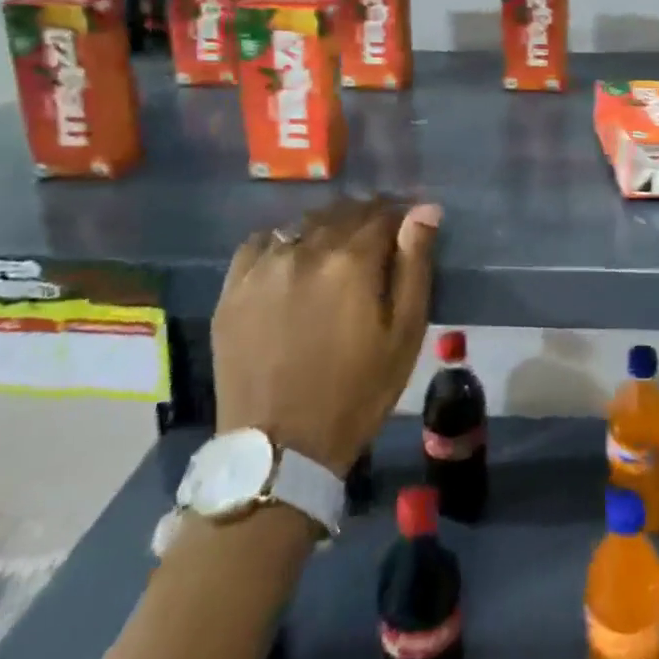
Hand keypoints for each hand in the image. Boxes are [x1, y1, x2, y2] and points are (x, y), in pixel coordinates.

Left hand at [213, 198, 440, 474]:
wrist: (280, 449)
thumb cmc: (357, 392)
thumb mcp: (405, 333)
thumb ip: (415, 264)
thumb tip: (425, 209)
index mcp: (352, 260)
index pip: (383, 212)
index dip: (400, 215)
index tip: (407, 228)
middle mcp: (305, 249)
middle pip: (343, 212)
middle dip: (365, 219)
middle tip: (376, 242)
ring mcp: (264, 267)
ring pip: (304, 224)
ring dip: (326, 229)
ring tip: (336, 253)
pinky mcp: (233, 288)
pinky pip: (262, 242)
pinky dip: (283, 242)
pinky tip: (292, 262)